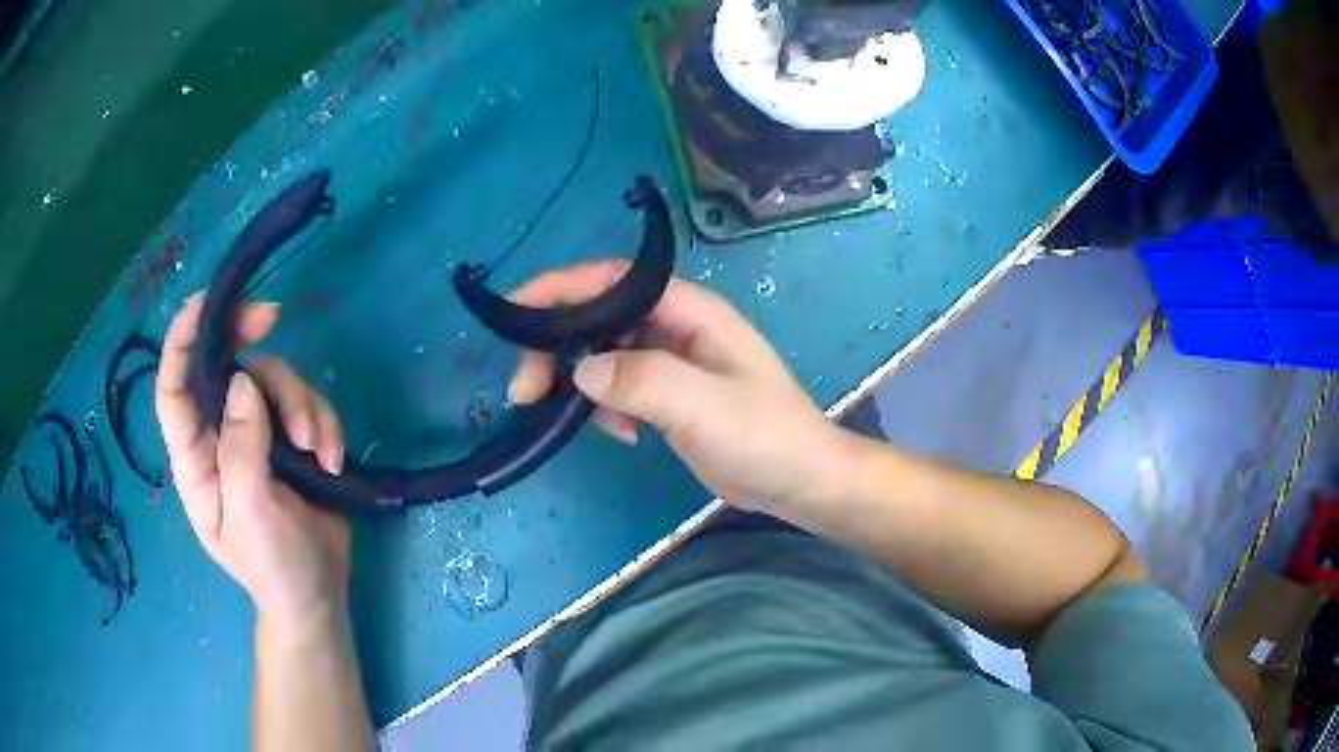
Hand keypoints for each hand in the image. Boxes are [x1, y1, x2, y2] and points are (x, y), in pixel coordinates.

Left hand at [155, 295, 351, 630]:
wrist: (317, 595)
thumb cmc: (272, 567)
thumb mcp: (251, 516)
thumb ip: (241, 451)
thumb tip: (241, 381)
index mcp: (196, 458)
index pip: (174, 389)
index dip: (180, 340)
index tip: (207, 301)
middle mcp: (220, 437)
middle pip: (228, 368)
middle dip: (249, 341)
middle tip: (273, 316)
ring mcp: (258, 436)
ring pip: (272, 381)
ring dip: (301, 404)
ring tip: (320, 451)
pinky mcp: (292, 440)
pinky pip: (307, 405)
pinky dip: (324, 424)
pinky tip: (332, 459)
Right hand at [509, 261, 853, 512]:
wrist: (799, 482)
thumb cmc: (765, 436)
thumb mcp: (705, 407)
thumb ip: (644, 381)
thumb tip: (582, 370)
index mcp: (689, 311)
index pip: (612, 280)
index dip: (560, 288)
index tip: (514, 313)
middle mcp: (676, 328)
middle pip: (598, 316)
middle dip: (555, 344)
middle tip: (524, 388)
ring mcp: (671, 363)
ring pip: (603, 353)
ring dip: (574, 379)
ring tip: (555, 412)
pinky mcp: (667, 397)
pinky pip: (618, 388)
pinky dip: (604, 407)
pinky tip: (619, 435)